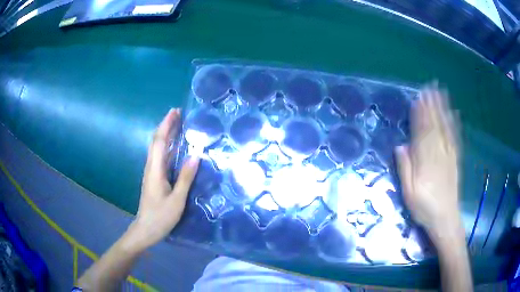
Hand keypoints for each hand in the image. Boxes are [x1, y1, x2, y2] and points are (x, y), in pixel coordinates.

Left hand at [127, 108, 199, 251]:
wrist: (146, 230)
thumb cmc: (161, 217)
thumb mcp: (177, 199)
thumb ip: (185, 177)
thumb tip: (196, 155)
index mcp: (155, 170)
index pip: (160, 141)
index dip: (167, 125)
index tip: (175, 111)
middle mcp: (151, 167)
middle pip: (156, 141)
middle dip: (166, 125)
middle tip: (178, 113)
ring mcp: (151, 173)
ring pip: (157, 148)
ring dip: (166, 134)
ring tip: (178, 125)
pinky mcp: (153, 178)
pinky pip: (159, 156)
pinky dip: (166, 146)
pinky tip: (174, 147)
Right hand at [395, 85, 460, 237]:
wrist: (445, 218)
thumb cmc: (424, 208)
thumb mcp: (409, 193)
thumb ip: (405, 169)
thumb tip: (400, 145)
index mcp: (425, 162)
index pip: (422, 132)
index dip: (420, 115)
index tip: (418, 99)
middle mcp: (439, 154)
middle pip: (435, 125)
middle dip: (432, 105)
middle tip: (429, 87)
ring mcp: (449, 155)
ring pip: (445, 128)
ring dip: (442, 109)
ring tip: (440, 93)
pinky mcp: (455, 159)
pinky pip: (455, 137)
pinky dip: (454, 123)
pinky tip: (454, 113)